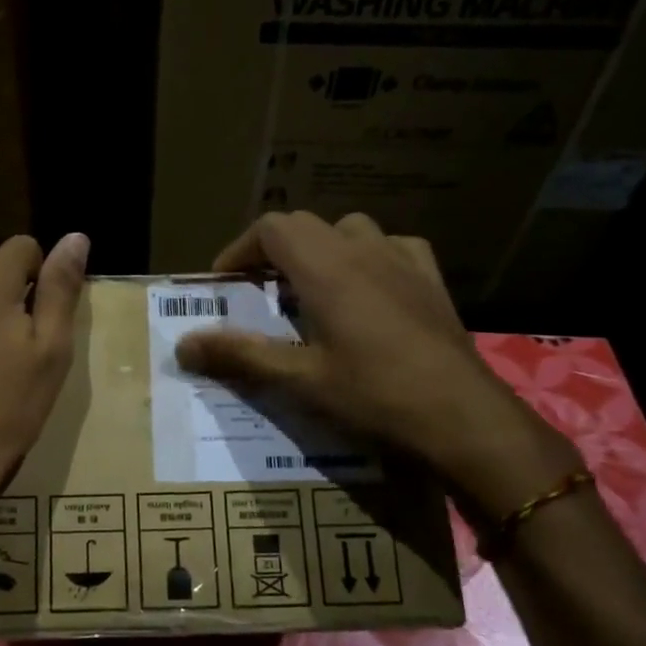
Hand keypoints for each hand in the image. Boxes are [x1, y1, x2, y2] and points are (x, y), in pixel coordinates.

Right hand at [174, 212, 576, 517]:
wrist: (463, 419)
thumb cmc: (374, 397)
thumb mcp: (299, 381)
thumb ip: (239, 356)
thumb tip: (182, 345)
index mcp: (326, 268)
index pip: (271, 228)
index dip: (239, 250)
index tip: (224, 284)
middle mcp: (363, 250)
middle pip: (305, 225)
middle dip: (272, 252)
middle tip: (257, 293)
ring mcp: (403, 260)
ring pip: (349, 230)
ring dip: (319, 251)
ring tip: (309, 290)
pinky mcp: (432, 280)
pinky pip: (392, 248)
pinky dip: (367, 258)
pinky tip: (368, 290)